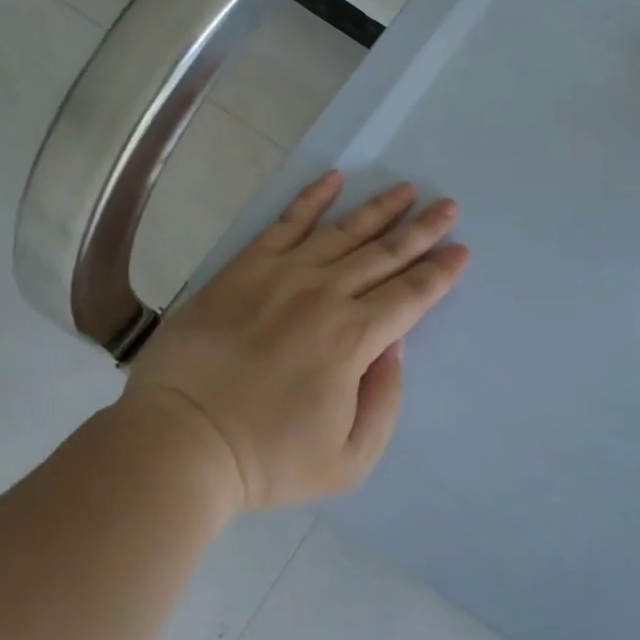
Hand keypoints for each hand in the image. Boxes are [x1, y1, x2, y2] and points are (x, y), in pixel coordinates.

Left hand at [122, 172, 468, 511]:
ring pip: (343, 231)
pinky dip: (310, 199)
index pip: (411, 295)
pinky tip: (333, 179)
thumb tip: (393, 346)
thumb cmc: (266, 460)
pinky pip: (284, 223)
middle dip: (422, 230)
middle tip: (448, 206)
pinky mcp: (243, 269)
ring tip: (406, 189)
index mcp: (354, 339)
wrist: (178, 442)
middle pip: (385, 254)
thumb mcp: (348, 460)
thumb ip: (384, 401)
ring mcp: (281, 275)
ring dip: (379, 209)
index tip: (461, 250)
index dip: (440, 272)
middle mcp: (325, 295)